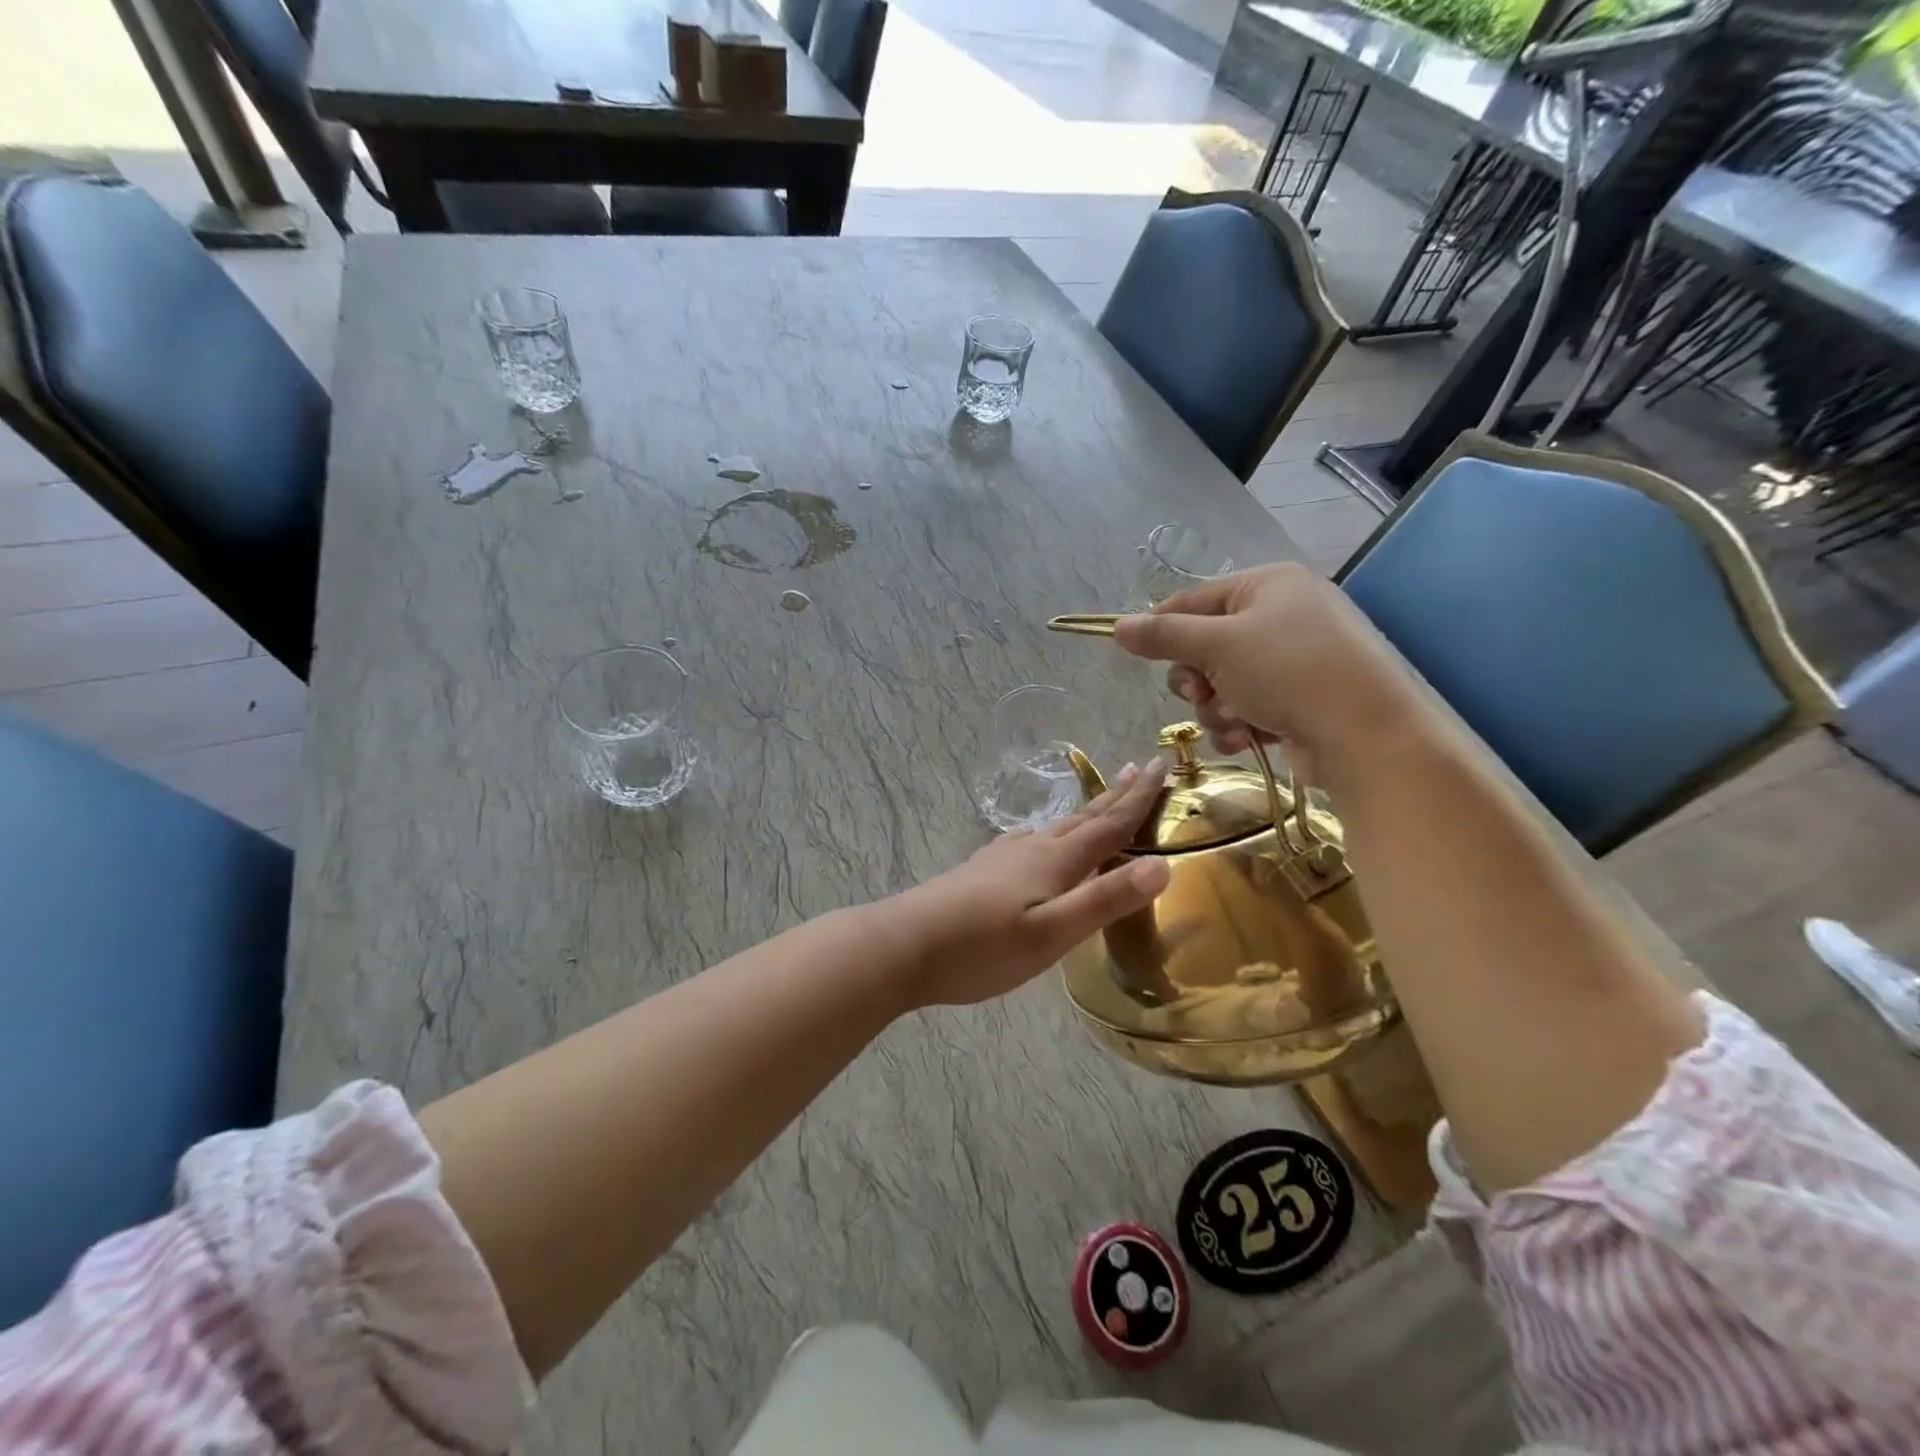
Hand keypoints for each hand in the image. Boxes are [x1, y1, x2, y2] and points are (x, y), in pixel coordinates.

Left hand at [891, 761, 1170, 1006]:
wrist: (903, 946)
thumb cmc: (982, 947)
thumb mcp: (1051, 933)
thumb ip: (1104, 900)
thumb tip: (1162, 865)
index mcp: (1055, 861)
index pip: (1108, 824)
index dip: (1139, 798)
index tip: (1162, 765)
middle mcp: (1032, 849)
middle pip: (1084, 818)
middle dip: (1116, 795)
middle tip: (1141, 767)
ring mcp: (1002, 857)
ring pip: (1055, 827)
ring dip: (1085, 813)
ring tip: (1100, 803)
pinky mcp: (982, 871)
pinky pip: (1030, 841)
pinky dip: (1051, 833)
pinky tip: (1037, 840)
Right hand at [1112, 563, 1417, 772]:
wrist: (1364, 734)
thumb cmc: (1288, 671)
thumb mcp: (1218, 645)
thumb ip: (1163, 635)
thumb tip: (1117, 626)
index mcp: (1268, 585)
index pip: (1195, 599)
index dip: (1162, 626)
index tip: (1134, 651)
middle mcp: (1282, 616)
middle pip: (1205, 646)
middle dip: (1196, 678)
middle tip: (1199, 692)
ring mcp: (1293, 660)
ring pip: (1222, 684)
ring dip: (1216, 707)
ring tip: (1235, 720)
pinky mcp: (1299, 700)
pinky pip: (1246, 706)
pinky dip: (1239, 724)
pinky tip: (1247, 738)